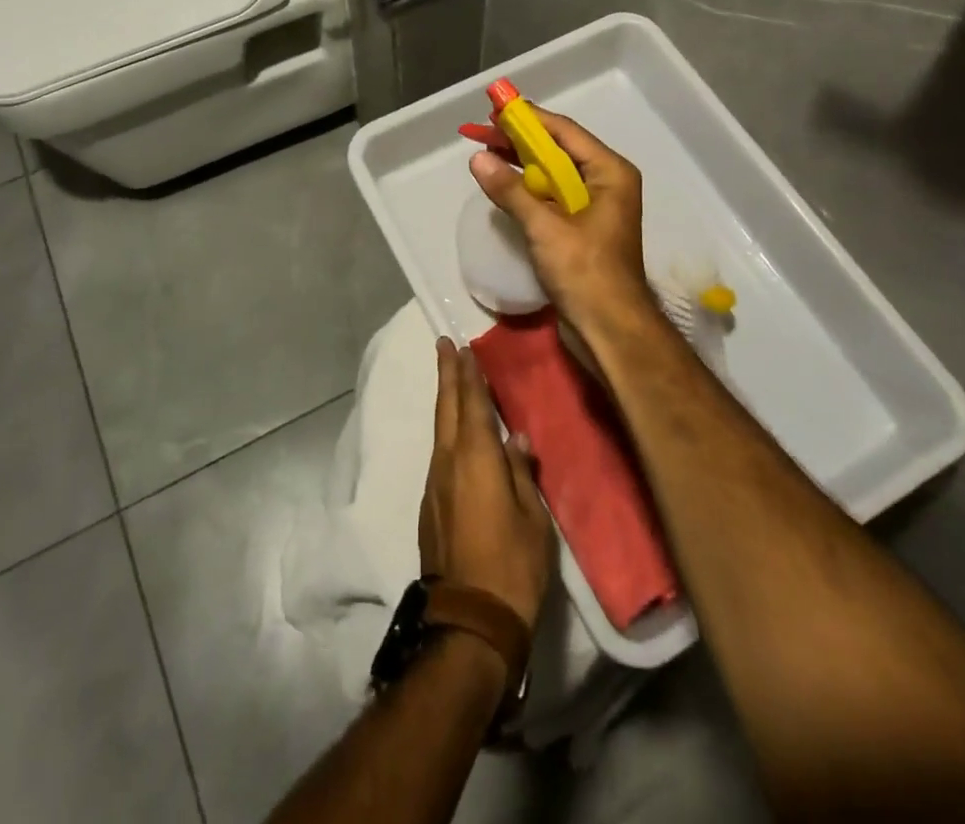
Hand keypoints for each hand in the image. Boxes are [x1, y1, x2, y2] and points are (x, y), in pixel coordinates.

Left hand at [420, 338, 554, 629]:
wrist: (469, 620)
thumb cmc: (513, 565)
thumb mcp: (532, 517)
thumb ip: (521, 472)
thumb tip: (514, 437)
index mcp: (476, 458)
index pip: (471, 403)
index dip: (467, 374)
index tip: (462, 346)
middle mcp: (448, 462)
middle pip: (445, 408)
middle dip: (446, 375)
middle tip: (444, 345)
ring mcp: (435, 484)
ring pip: (439, 430)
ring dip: (444, 400)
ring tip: (451, 380)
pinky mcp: (431, 505)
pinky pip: (439, 453)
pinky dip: (446, 431)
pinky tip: (456, 434)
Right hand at [469, 111, 663, 348]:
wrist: (611, 329)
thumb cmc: (585, 272)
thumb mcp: (545, 227)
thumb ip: (511, 190)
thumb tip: (478, 158)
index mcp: (609, 172)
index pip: (564, 131)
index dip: (529, 118)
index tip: (496, 109)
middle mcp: (606, 182)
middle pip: (559, 150)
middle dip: (521, 141)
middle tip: (483, 133)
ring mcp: (596, 206)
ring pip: (554, 173)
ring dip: (523, 164)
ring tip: (487, 153)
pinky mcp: (584, 227)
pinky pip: (553, 196)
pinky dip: (530, 188)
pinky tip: (505, 185)